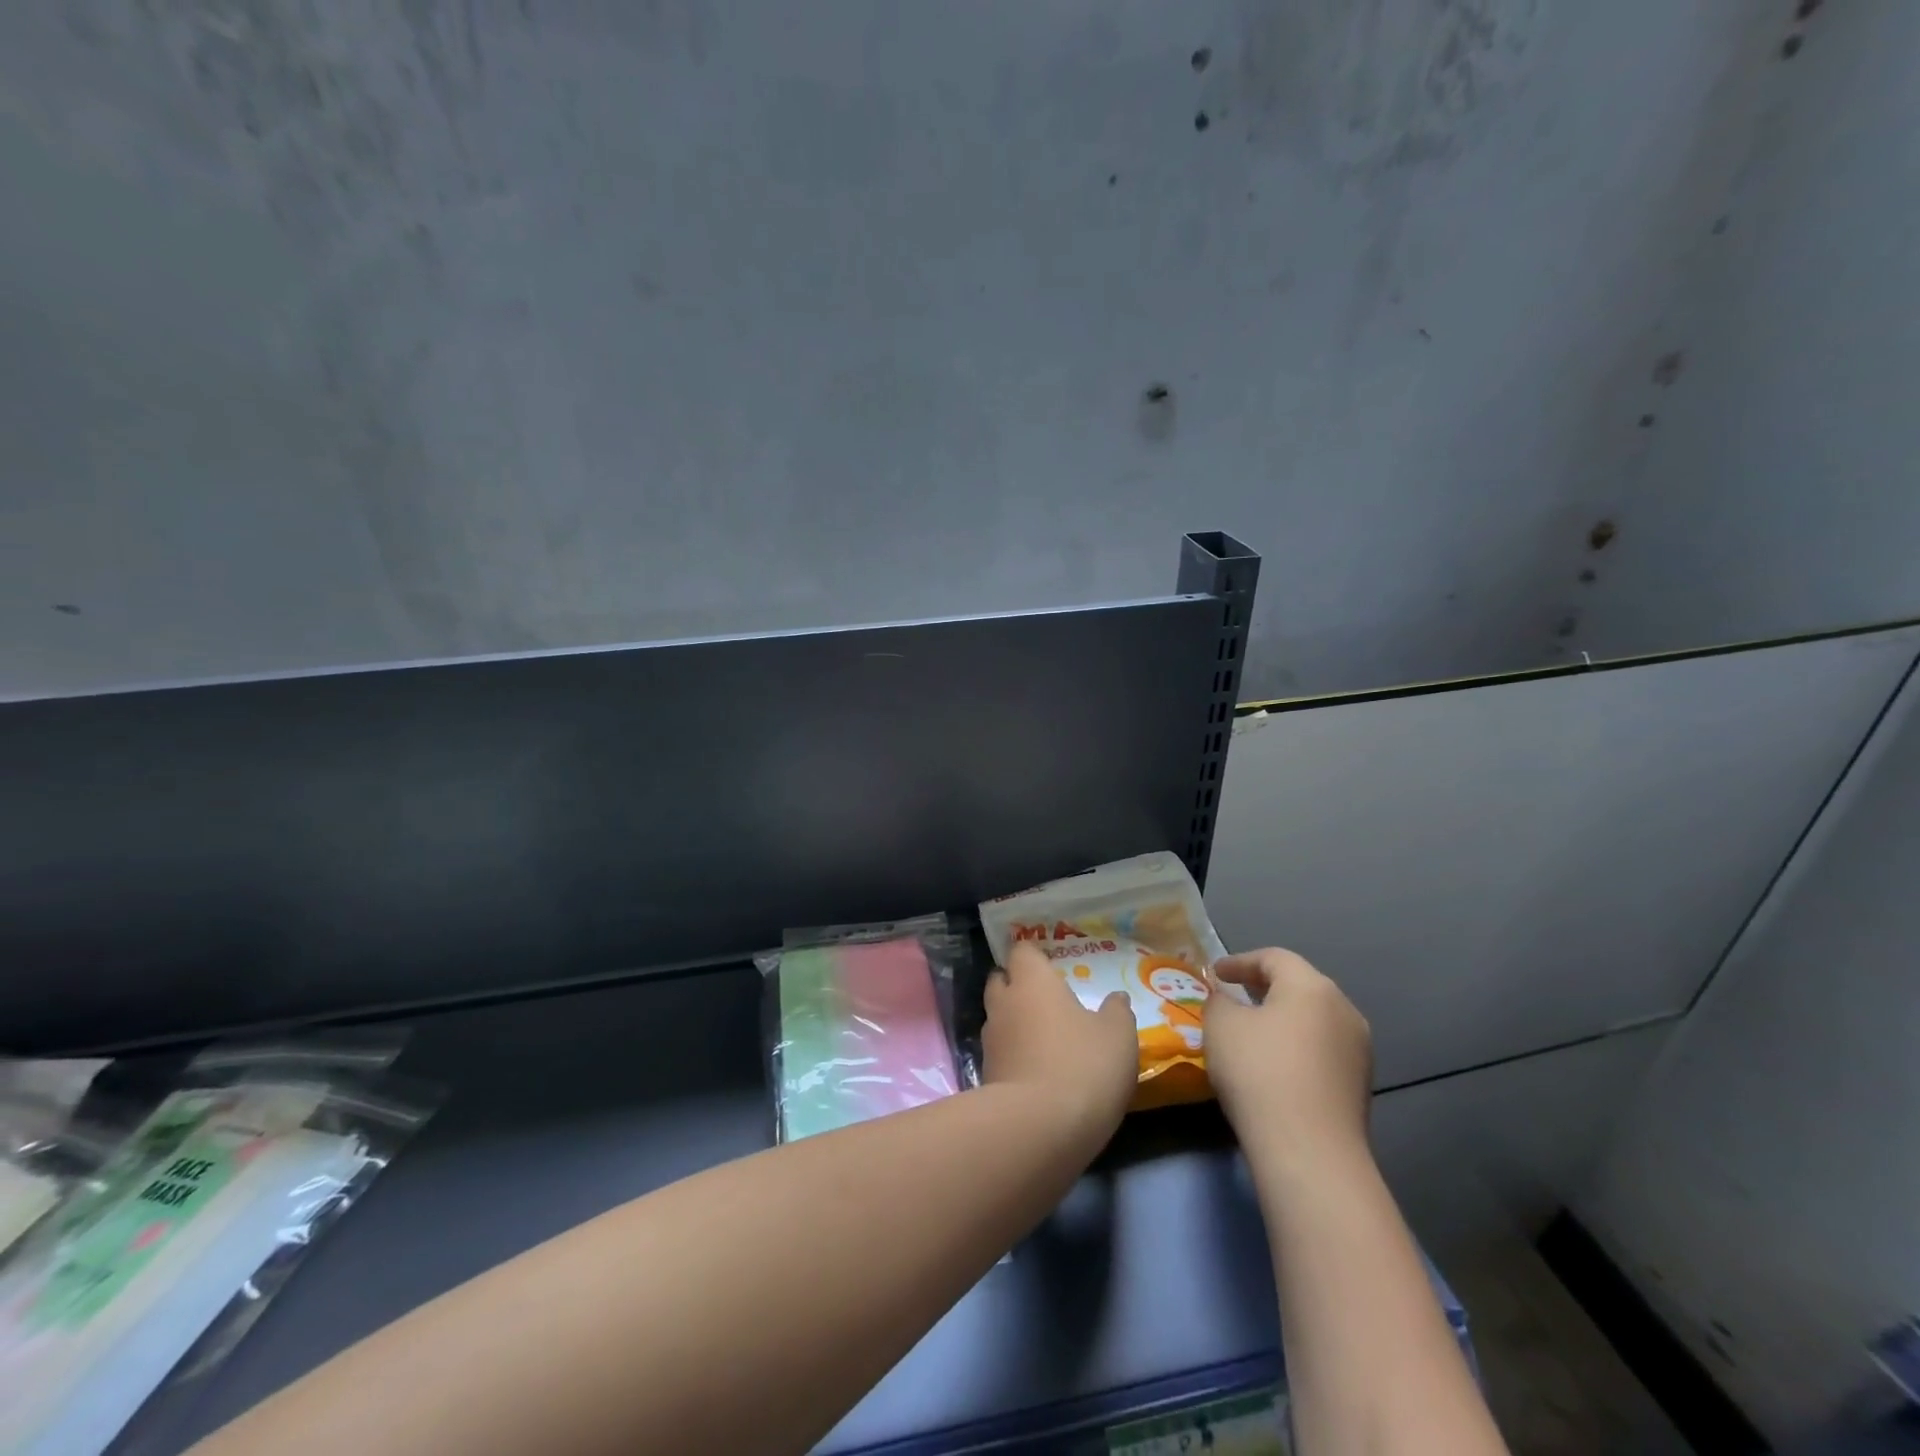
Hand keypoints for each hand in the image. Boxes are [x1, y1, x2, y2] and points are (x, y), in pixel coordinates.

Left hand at [982, 942, 1136, 1141]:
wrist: (1037, 1128)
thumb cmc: (1082, 1065)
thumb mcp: (1117, 1036)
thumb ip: (1117, 1011)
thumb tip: (1116, 998)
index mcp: (1032, 981)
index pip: (1021, 951)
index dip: (1033, 955)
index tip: (1049, 963)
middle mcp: (1004, 1003)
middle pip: (1001, 981)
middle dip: (1017, 985)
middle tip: (1046, 998)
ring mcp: (990, 1041)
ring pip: (998, 1018)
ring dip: (1015, 1022)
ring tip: (1043, 1037)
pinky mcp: (986, 1076)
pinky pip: (1000, 1053)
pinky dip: (1014, 1055)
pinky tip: (1036, 1070)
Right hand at [1204, 948, 1372, 1173]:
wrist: (1310, 1152)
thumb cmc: (1259, 1071)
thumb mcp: (1221, 1025)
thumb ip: (1219, 1001)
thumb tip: (1227, 999)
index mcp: (1311, 986)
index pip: (1274, 958)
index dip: (1240, 961)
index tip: (1215, 973)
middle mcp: (1343, 1010)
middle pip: (1300, 985)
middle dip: (1264, 987)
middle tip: (1234, 994)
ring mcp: (1358, 1050)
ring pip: (1313, 1019)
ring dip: (1282, 1018)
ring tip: (1252, 1030)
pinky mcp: (1360, 1085)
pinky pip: (1322, 1049)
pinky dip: (1296, 1045)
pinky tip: (1274, 1064)